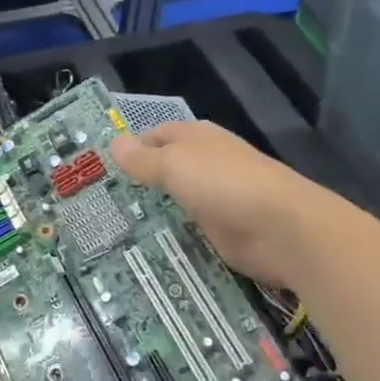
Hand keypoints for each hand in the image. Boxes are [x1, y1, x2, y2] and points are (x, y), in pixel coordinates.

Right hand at [109, 121, 315, 287]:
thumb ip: (142, 158)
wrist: (280, 229)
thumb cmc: (222, 183)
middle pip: (164, 168)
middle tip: (98, 202)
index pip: (154, 135)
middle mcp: (205, 162)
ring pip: (174, 199)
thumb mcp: (173, 165)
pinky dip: (170, 233)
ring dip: (152, 210)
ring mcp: (215, 197)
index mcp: (195, 137)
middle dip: (137, 182)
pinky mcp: (221, 229)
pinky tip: (145, 245)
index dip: (130, 148)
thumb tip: (113, 142)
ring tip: (113, 226)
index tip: (99, 170)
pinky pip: (187, 227)